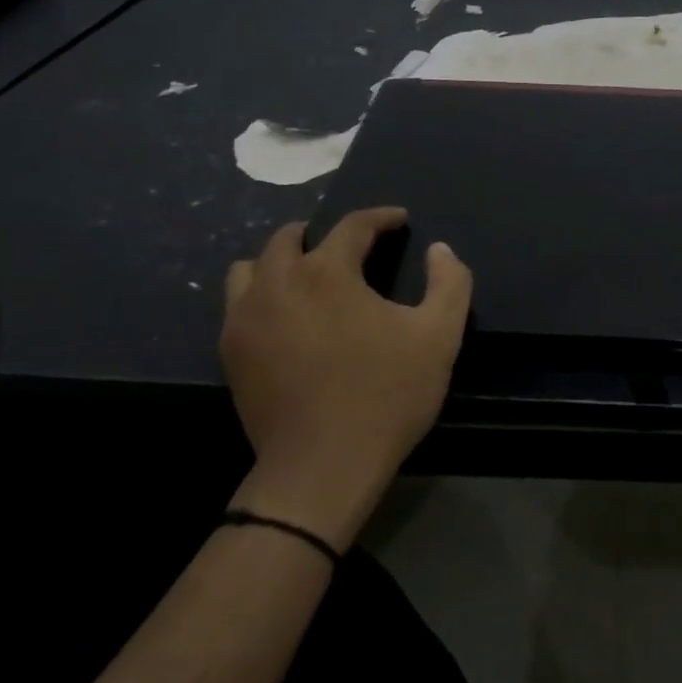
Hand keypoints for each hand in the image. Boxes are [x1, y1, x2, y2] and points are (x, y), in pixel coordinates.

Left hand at [220, 206, 471, 548]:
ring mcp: (246, 318)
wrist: (323, 465)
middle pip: (290, 237)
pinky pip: (238, 304)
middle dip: (321, 233)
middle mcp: (277, 283)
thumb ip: (449, 283)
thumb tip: (440, 250)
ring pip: (252, 267)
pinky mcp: (231, 351)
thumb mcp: (439, 337)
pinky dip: (261, 295)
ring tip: (307, 277)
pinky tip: (285, 318)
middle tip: (349, 247)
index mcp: (327, 272)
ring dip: (281, 261)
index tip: (399, 219)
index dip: (380, 217)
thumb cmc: (386, 396)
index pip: (353, 225)